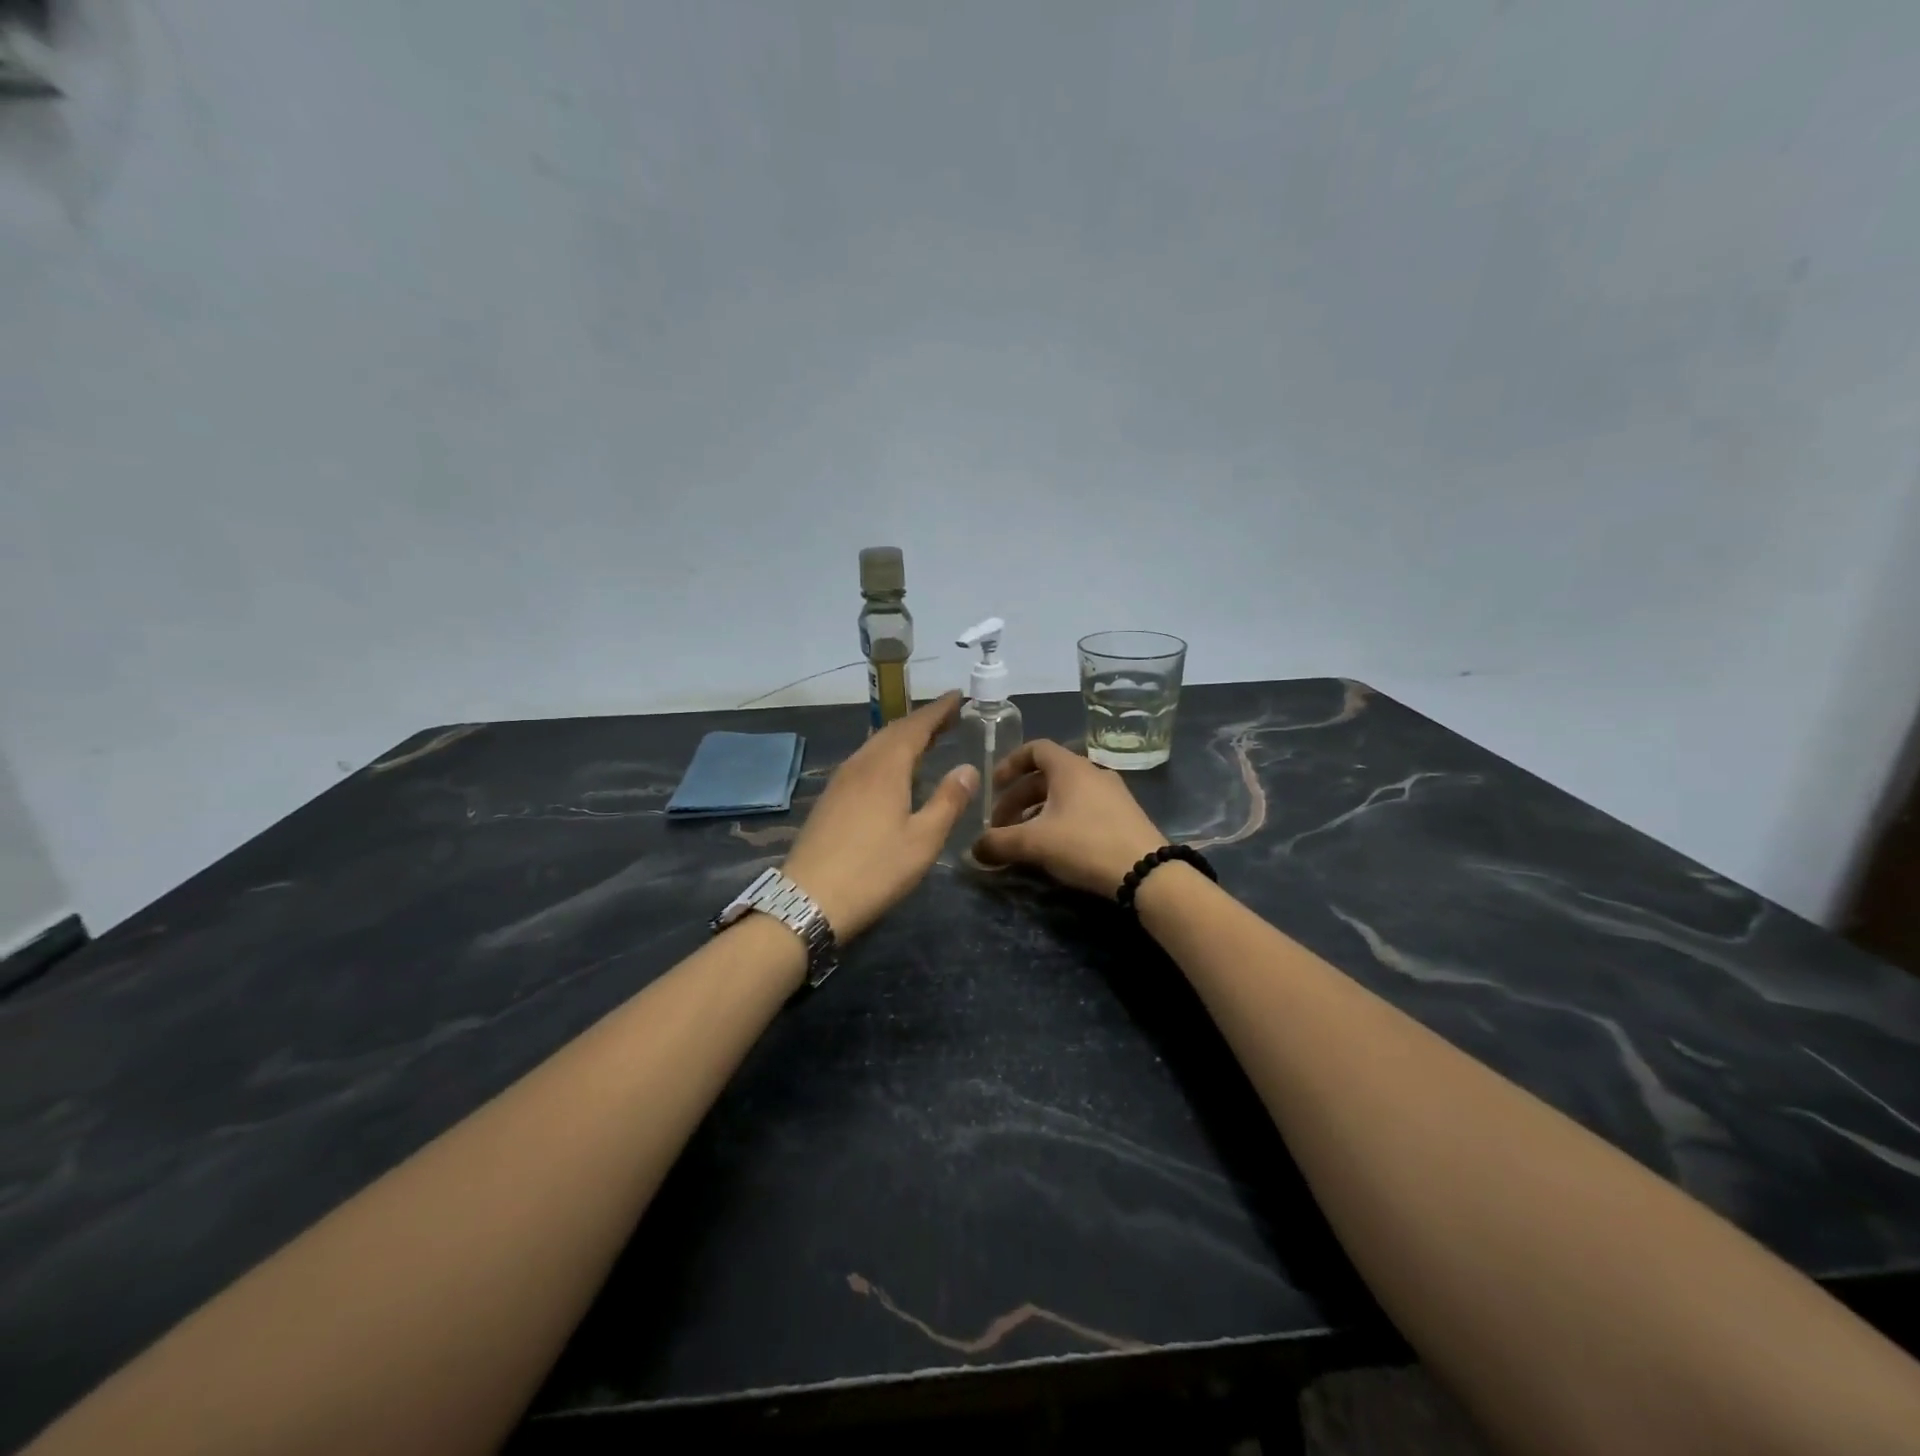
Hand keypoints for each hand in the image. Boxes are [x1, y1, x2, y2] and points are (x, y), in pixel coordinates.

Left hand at [782, 692, 978, 939]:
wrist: (809, 900)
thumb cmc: (874, 870)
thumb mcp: (923, 840)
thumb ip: (948, 801)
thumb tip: (968, 768)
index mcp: (886, 768)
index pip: (916, 726)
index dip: (938, 710)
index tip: (958, 697)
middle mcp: (861, 765)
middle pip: (893, 731)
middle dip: (922, 721)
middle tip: (949, 717)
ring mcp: (840, 782)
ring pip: (875, 745)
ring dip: (902, 737)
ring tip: (926, 740)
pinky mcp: (830, 799)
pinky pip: (864, 761)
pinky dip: (885, 754)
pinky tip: (892, 771)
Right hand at [973, 739, 1169, 896]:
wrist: (1147, 872)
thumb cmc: (1085, 844)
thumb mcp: (1034, 843)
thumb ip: (998, 843)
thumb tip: (973, 850)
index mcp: (1070, 767)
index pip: (1035, 748)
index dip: (1010, 763)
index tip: (993, 785)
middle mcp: (1092, 772)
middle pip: (1046, 776)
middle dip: (1018, 798)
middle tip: (1001, 825)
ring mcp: (1112, 794)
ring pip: (1065, 795)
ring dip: (1038, 812)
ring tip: (1023, 840)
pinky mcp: (1124, 817)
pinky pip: (1083, 810)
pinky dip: (1061, 821)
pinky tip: (1054, 849)